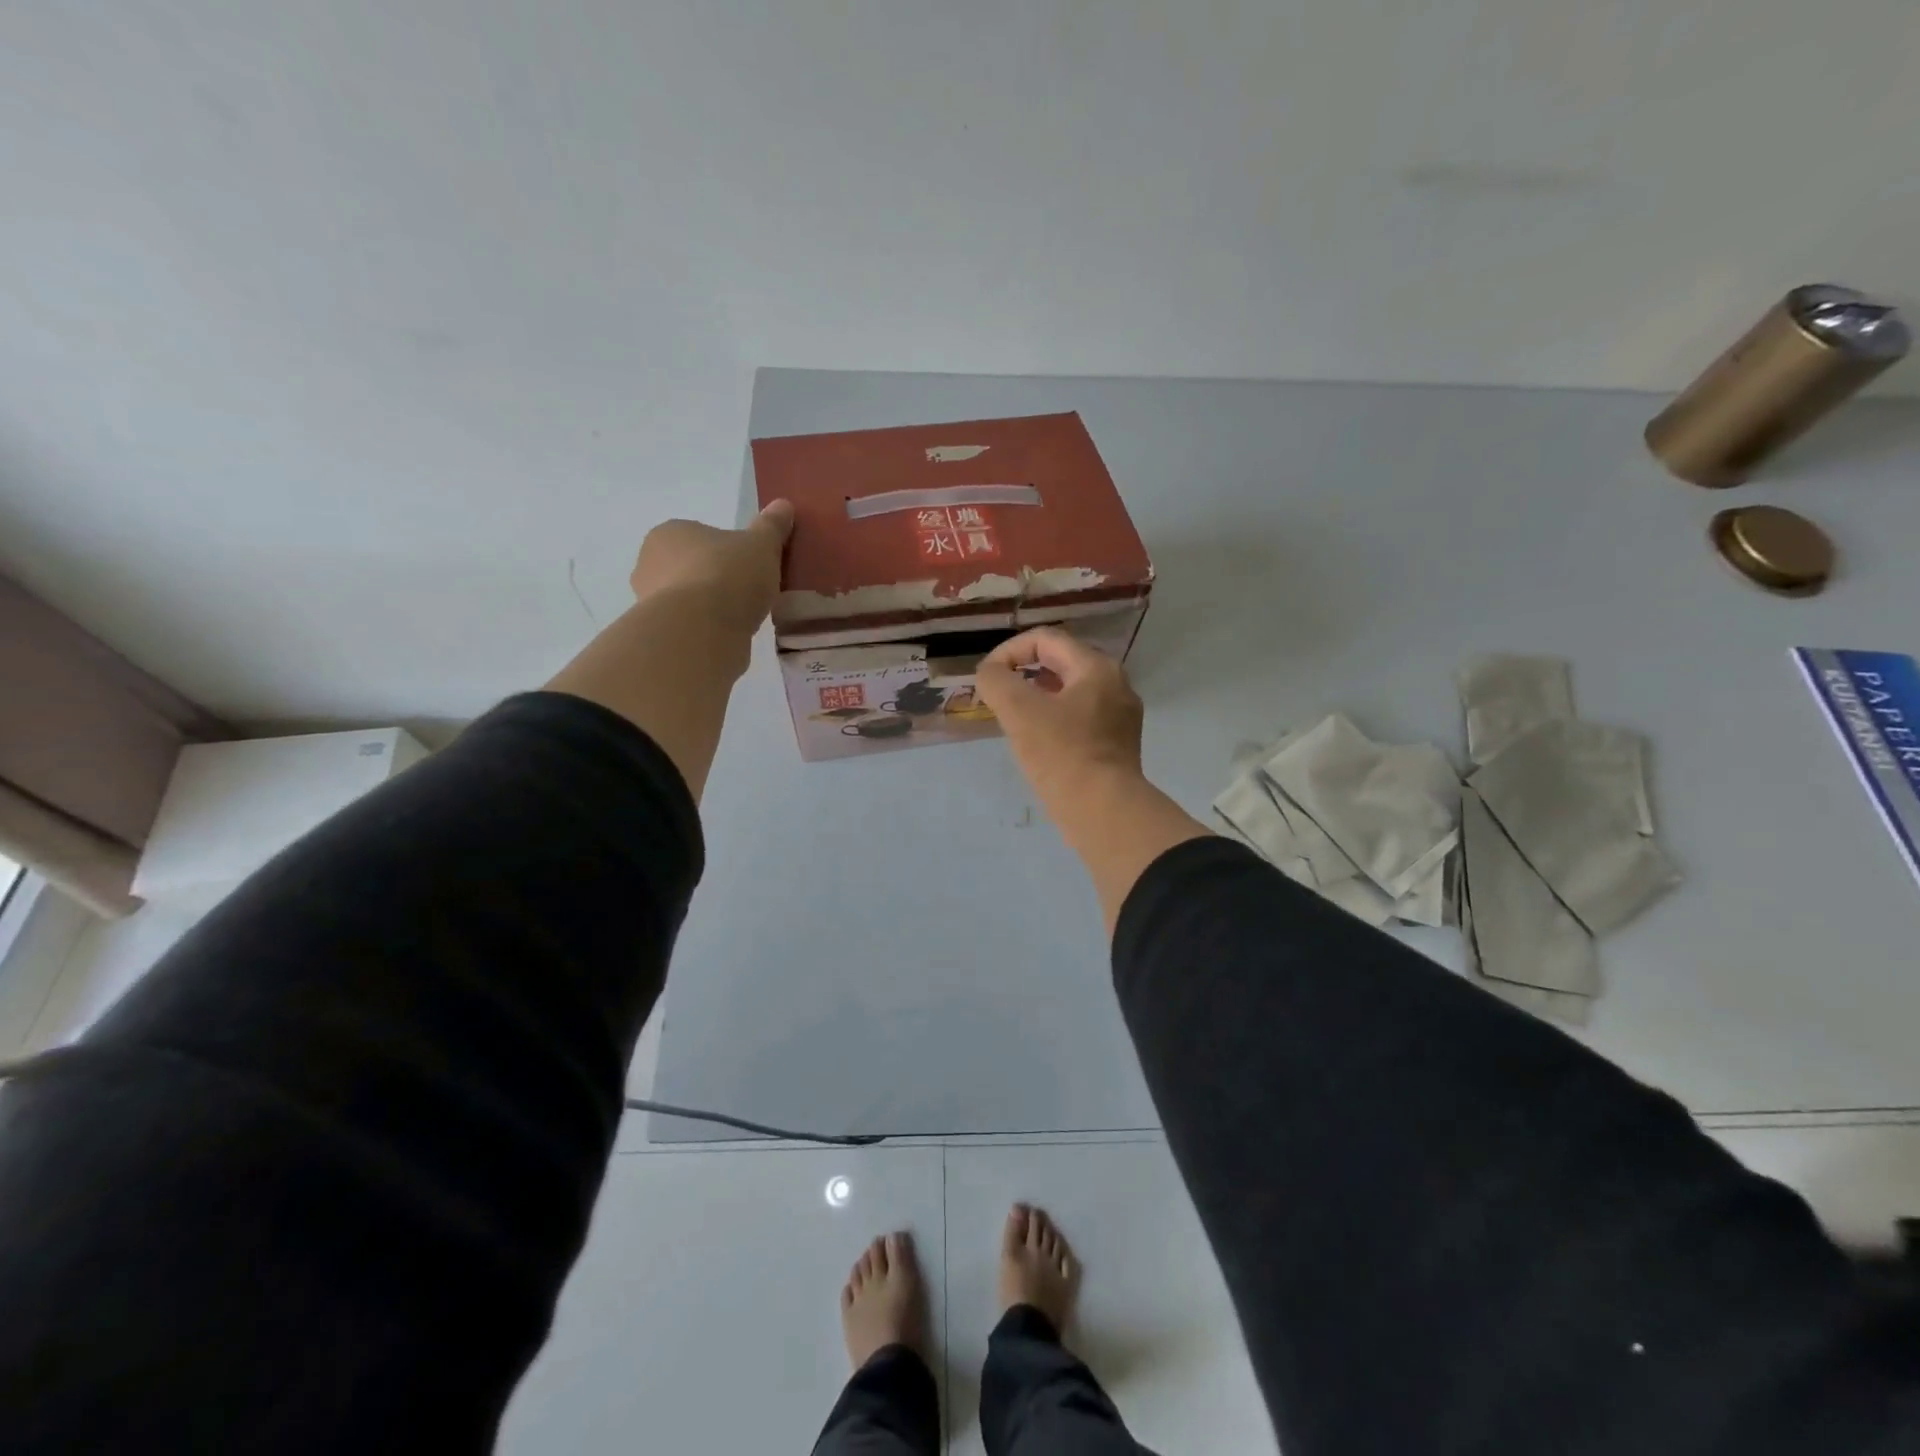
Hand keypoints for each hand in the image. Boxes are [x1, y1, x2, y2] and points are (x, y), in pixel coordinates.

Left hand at [630, 500, 794, 635]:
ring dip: (709, 607)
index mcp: (669, 532)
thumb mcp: (762, 545)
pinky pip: (688, 627)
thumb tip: (784, 505)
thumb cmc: (728, 575)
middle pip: (690, 567)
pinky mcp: (658, 634)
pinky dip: (706, 631)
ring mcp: (648, 601)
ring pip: (687, 600)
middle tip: (747, 593)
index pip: (700, 536)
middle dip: (715, 579)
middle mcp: (649, 563)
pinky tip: (728, 637)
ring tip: (741, 619)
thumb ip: (772, 526)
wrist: (701, 630)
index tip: (749, 566)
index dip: (727, 551)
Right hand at [975, 627, 1145, 806]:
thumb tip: (990, 674)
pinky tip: (1038, 742)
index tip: (987, 678)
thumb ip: (996, 681)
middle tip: (999, 695)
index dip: (1009, 651)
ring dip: (1037, 697)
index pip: (1045, 639)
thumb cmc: (1061, 754)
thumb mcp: (1019, 711)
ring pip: (1070, 692)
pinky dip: (1054, 719)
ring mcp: (1120, 715)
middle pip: (1061, 662)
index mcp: (1096, 667)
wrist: (1104, 811)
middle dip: (1023, 673)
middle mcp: (1115, 684)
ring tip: (1014, 717)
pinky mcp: (1117, 744)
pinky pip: (1080, 717)